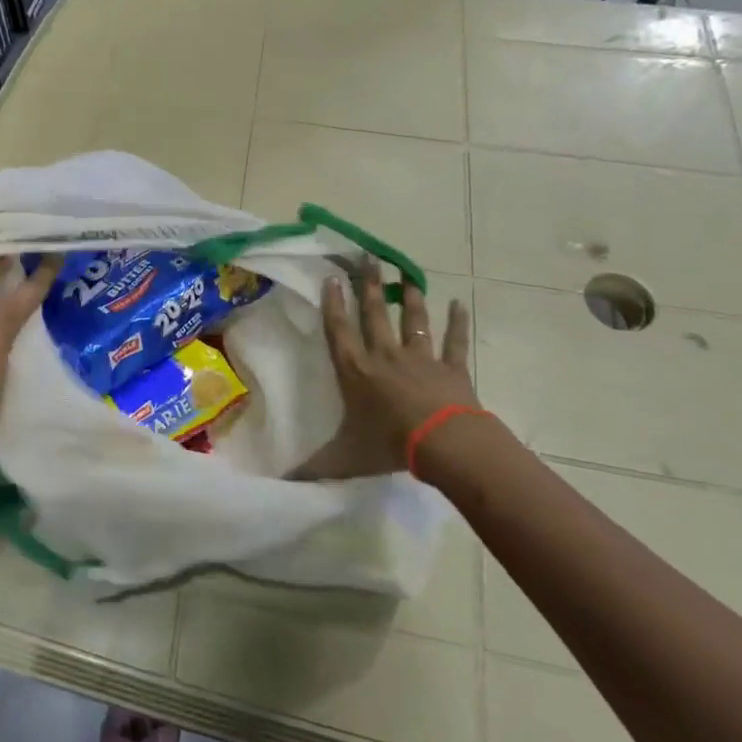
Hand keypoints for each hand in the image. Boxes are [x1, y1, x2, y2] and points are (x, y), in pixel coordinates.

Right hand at [293, 259, 477, 484]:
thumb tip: (282, 483)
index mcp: (357, 371)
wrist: (445, 445)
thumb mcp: (344, 458)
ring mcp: (421, 358)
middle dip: (369, 286)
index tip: (333, 278)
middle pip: (375, 314)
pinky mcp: (452, 367)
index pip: (340, 330)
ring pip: (413, 320)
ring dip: (410, 296)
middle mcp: (385, 356)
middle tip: (368, 258)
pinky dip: (458, 322)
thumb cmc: (390, 445)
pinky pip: (455, 341)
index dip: (334, 304)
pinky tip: (459, 302)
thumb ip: (313, 468)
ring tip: (406, 273)